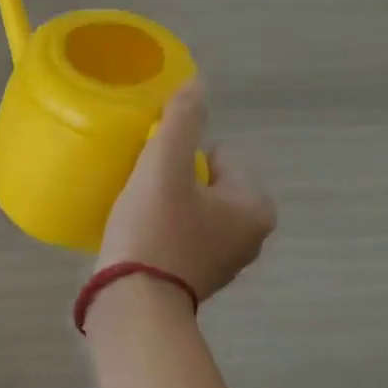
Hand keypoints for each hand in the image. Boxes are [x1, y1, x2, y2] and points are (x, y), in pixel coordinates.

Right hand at [98, 81, 275, 303]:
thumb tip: (197, 83)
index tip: (153, 168)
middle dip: (176, 180)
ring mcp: (224, 263)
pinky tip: (136, 236)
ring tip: (134, 210)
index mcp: (255, 208)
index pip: (221, 156)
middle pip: (207, 184)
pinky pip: (181, 239)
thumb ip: (182, 121)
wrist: (132, 303)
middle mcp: (251, 237)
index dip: (183, 154)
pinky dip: (162, 232)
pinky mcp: (195, 281)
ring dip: (167, 206)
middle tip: (141, 188)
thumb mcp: (164, 166)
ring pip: (193, 212)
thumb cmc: (154, 231)